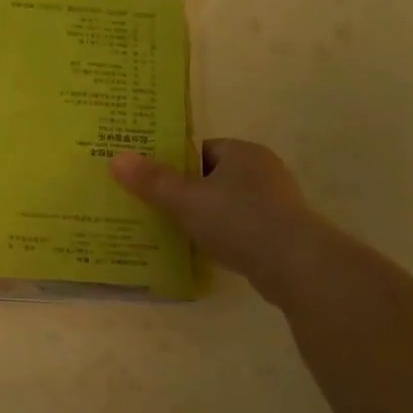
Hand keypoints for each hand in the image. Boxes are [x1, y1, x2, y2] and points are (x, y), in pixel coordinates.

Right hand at [111, 140, 314, 301]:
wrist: (294, 263)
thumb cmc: (237, 220)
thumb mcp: (186, 199)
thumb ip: (152, 181)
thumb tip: (117, 158)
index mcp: (243, 152)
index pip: (202, 149)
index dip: (175, 164)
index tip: (153, 182)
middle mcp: (264, 170)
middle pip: (215, 176)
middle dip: (189, 191)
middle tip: (158, 208)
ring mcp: (277, 202)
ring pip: (229, 203)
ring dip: (207, 216)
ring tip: (177, 232)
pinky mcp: (283, 232)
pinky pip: (243, 227)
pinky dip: (225, 235)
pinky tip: (208, 251)